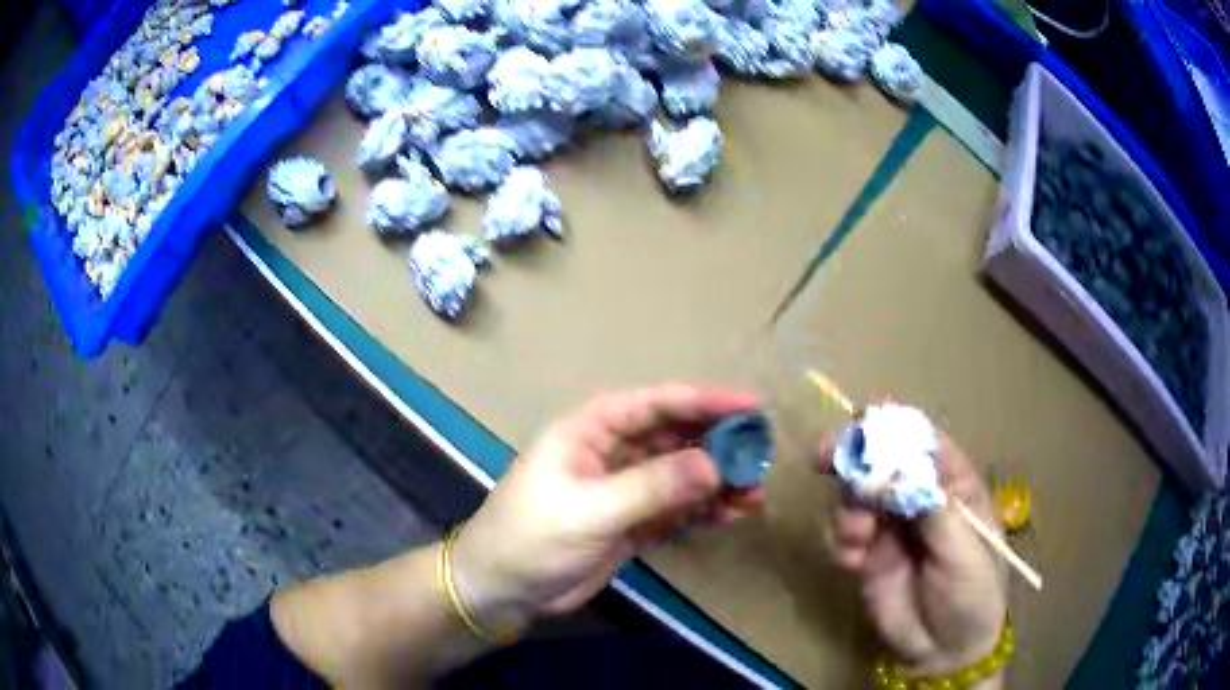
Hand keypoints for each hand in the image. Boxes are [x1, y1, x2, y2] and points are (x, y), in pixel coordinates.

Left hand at [453, 384, 765, 624]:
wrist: (502, 587)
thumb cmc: (532, 536)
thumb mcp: (590, 510)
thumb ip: (653, 486)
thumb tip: (716, 465)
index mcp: (593, 430)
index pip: (658, 404)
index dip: (707, 401)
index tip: (753, 405)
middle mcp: (613, 452)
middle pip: (677, 437)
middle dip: (719, 444)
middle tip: (763, 454)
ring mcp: (625, 489)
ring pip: (682, 475)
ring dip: (718, 481)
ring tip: (756, 491)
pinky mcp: (633, 522)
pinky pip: (677, 509)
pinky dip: (705, 510)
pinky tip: (734, 514)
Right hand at [817, 433, 1007, 677]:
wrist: (946, 652)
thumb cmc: (972, 594)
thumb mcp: (962, 550)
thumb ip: (932, 508)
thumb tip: (900, 464)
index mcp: (953, 485)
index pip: (923, 442)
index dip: (894, 429)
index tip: (861, 425)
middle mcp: (920, 498)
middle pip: (882, 462)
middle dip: (854, 459)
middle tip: (822, 458)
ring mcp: (892, 528)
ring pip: (857, 496)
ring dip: (848, 510)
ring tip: (857, 540)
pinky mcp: (868, 556)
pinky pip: (844, 536)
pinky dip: (841, 543)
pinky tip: (851, 565)